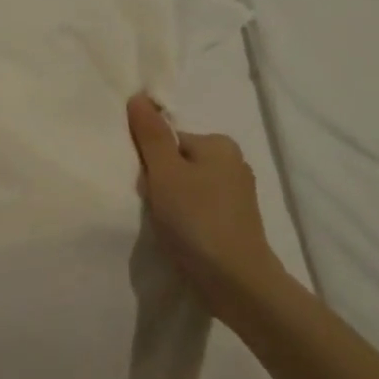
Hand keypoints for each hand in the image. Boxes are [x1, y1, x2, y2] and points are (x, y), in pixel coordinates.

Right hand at [127, 93, 279, 321]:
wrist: (236, 282)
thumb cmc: (197, 219)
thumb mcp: (165, 172)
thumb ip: (150, 135)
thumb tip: (139, 96)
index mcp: (220, 144)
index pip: (170, 141)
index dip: (152, 163)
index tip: (149, 188)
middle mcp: (235, 163)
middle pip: (180, 163)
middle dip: (162, 184)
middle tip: (157, 209)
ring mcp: (239, 196)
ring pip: (189, 189)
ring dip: (174, 205)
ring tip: (169, 227)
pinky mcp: (238, 223)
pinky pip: (202, 210)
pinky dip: (189, 221)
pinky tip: (183, 238)